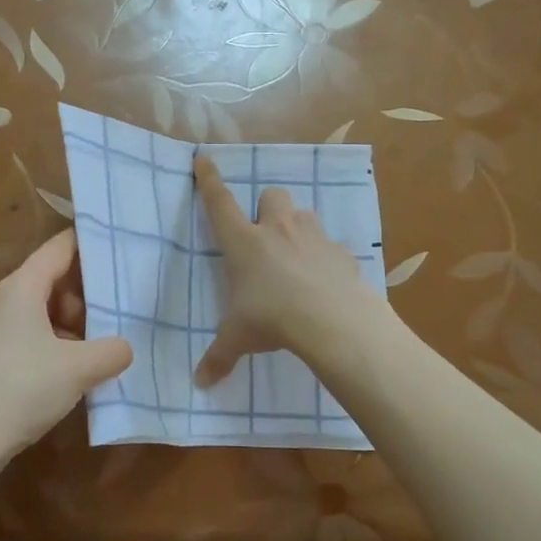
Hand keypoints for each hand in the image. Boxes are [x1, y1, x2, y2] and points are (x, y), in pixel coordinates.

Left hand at [0, 230, 132, 477]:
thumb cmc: (18, 389)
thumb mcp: (78, 369)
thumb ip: (111, 351)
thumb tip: (124, 347)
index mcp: (22, 287)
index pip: (61, 247)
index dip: (91, 242)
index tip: (124, 243)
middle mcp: (4, 301)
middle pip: (53, 281)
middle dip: (87, 296)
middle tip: (118, 316)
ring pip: (43, 313)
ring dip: (73, 327)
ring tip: (99, 353)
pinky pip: (30, 338)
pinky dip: (55, 348)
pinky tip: (71, 377)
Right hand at [193, 154, 388, 387]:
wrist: (331, 320)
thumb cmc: (273, 319)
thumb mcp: (239, 338)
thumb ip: (219, 357)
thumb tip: (200, 383)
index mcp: (244, 242)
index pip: (220, 203)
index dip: (209, 179)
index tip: (204, 157)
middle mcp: (277, 229)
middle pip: (271, 195)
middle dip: (267, 208)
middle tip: (265, 235)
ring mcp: (312, 236)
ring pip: (302, 214)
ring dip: (296, 228)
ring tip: (296, 258)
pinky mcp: (340, 251)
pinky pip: (330, 245)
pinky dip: (325, 257)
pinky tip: (324, 281)